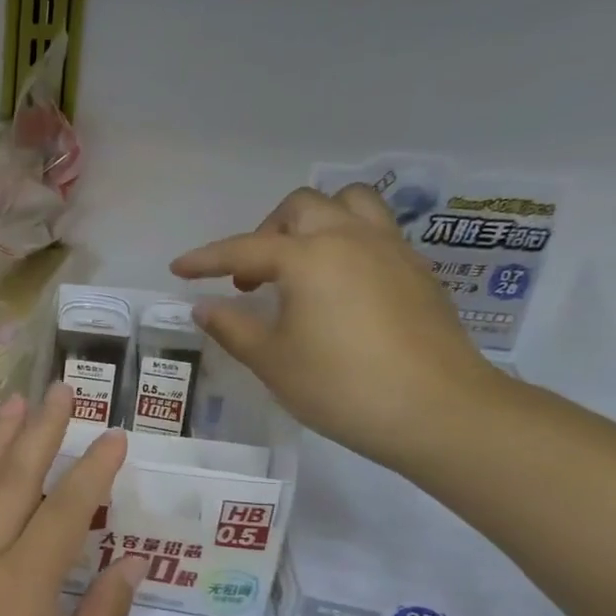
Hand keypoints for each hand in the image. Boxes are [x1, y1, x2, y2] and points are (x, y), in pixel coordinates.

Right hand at [170, 184, 501, 469]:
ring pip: (348, 205)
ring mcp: (390, 250)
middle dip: (265, 233)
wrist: (437, 410)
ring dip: (314, 223)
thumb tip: (204, 307)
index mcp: (308, 257)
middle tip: (250, 277)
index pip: (243, 249)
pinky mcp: (416, 270)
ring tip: (299, 264)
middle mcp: (349, 238)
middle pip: (300, 208)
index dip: (205, 259)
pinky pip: (374, 232)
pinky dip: (346, 243)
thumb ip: (233, 328)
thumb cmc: (341, 386)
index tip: (178, 268)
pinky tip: (338, 286)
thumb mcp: (272, 361)